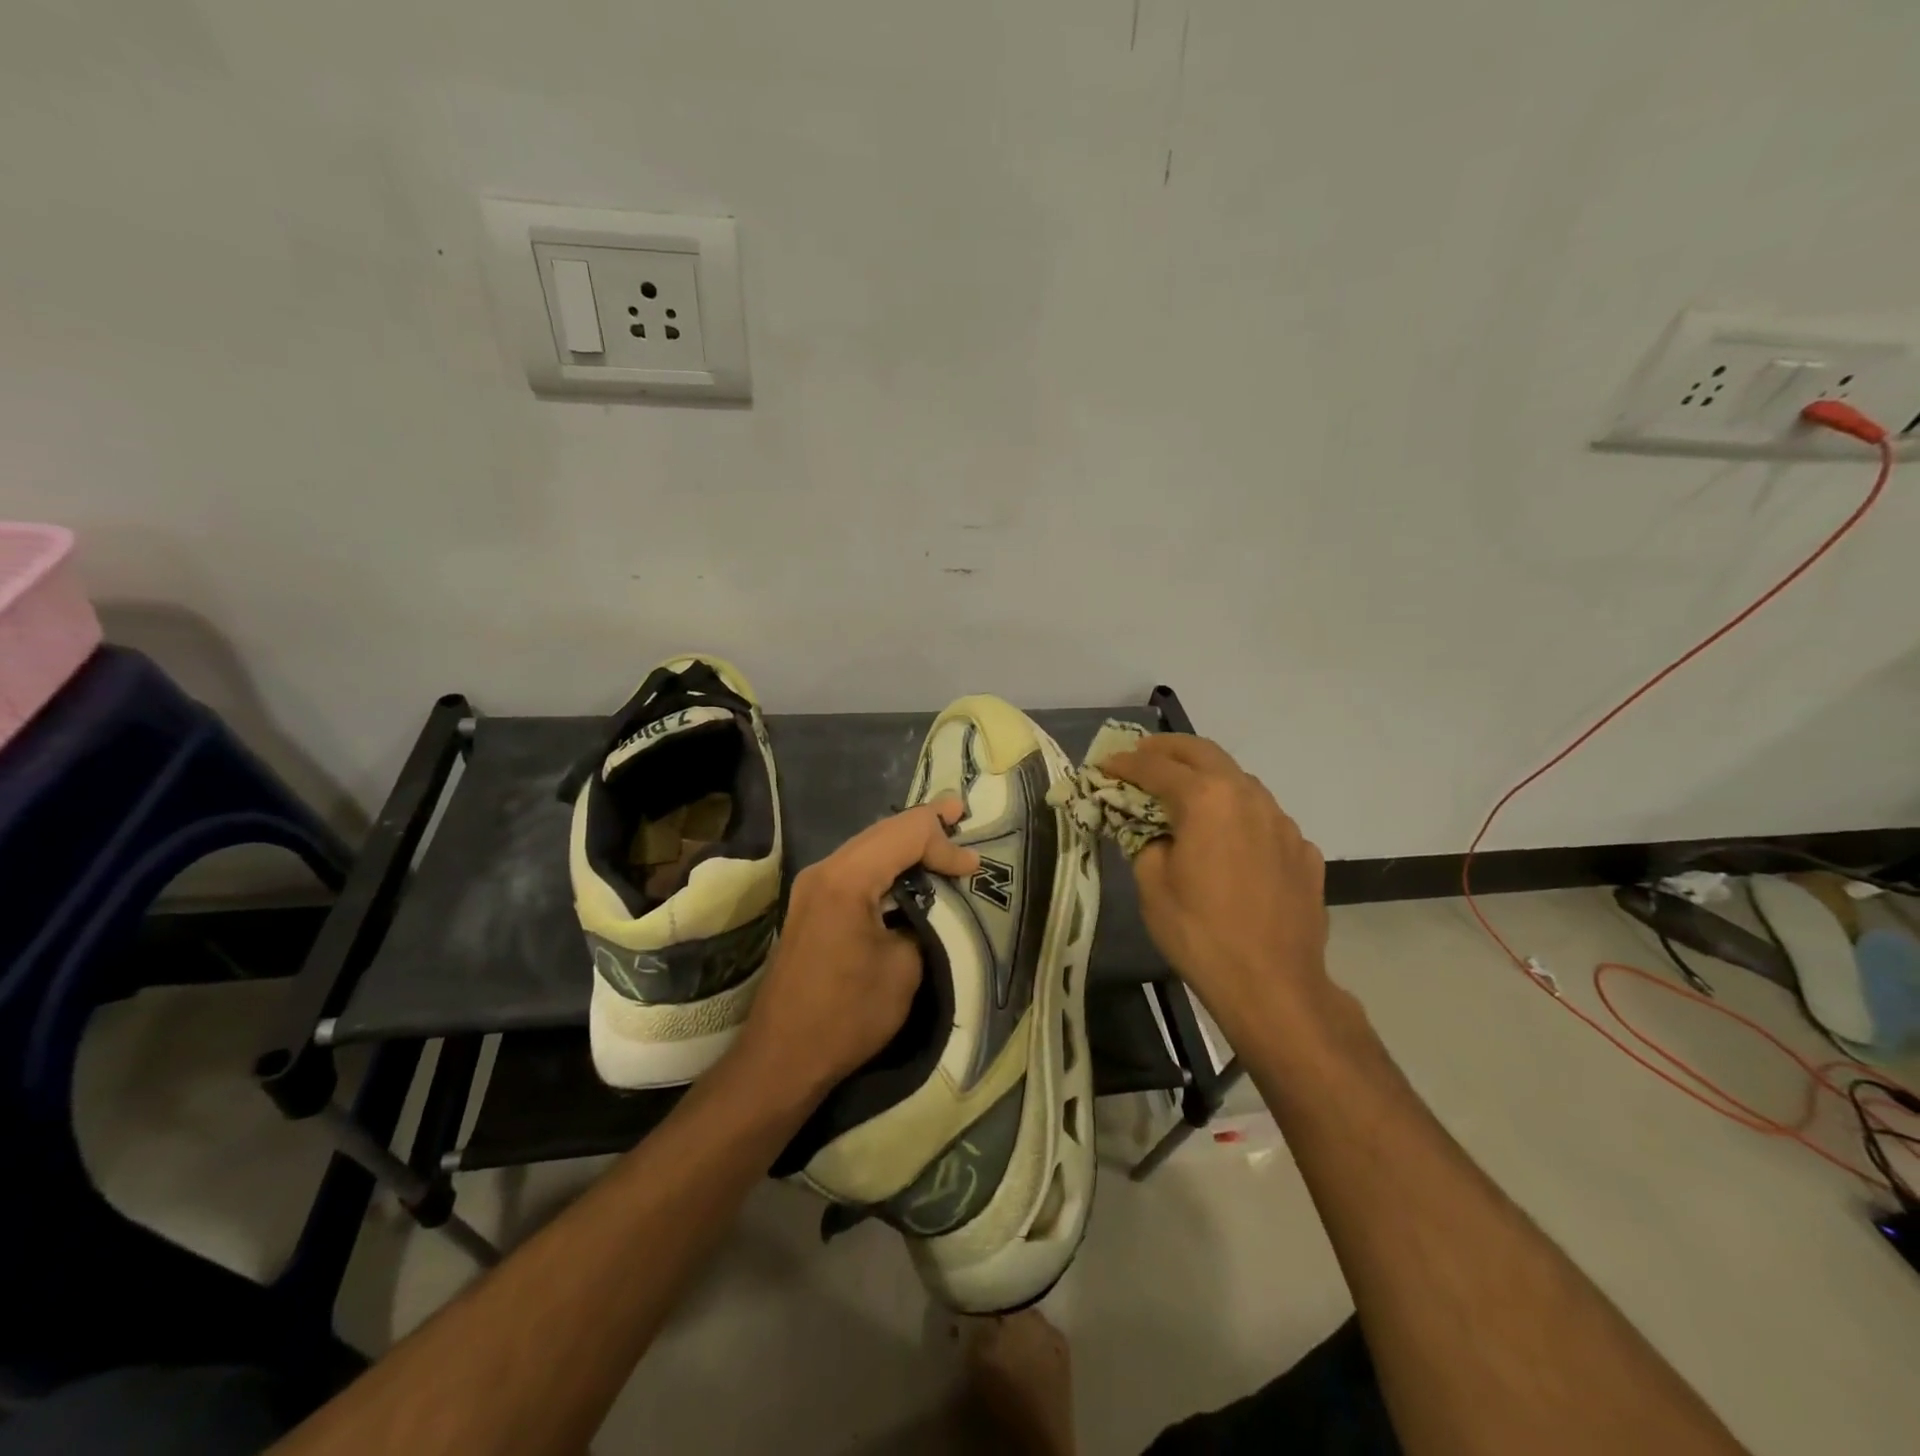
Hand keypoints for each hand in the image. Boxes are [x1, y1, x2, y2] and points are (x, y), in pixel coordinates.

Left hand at [734, 797, 978, 1104]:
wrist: (782, 1057)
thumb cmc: (847, 1015)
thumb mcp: (904, 969)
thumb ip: (923, 922)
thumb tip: (928, 906)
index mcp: (847, 879)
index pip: (906, 835)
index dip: (944, 842)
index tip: (974, 868)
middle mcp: (825, 870)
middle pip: (883, 830)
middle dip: (924, 824)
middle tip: (960, 813)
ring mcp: (813, 885)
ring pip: (868, 845)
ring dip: (905, 842)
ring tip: (941, 832)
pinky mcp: (811, 904)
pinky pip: (856, 867)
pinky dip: (886, 862)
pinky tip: (907, 868)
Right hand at [1103, 735, 1327, 1037]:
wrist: (1274, 985)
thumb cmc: (1200, 933)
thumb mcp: (1152, 885)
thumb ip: (1145, 841)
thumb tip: (1152, 830)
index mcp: (1206, 799)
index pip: (1156, 767)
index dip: (1125, 763)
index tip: (1104, 765)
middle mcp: (1249, 796)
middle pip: (1203, 753)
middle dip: (1168, 749)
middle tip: (1142, 753)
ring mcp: (1283, 822)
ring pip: (1239, 781)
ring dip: (1207, 777)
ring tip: (1184, 792)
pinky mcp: (1303, 850)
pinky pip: (1264, 818)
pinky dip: (1238, 815)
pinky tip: (1229, 840)